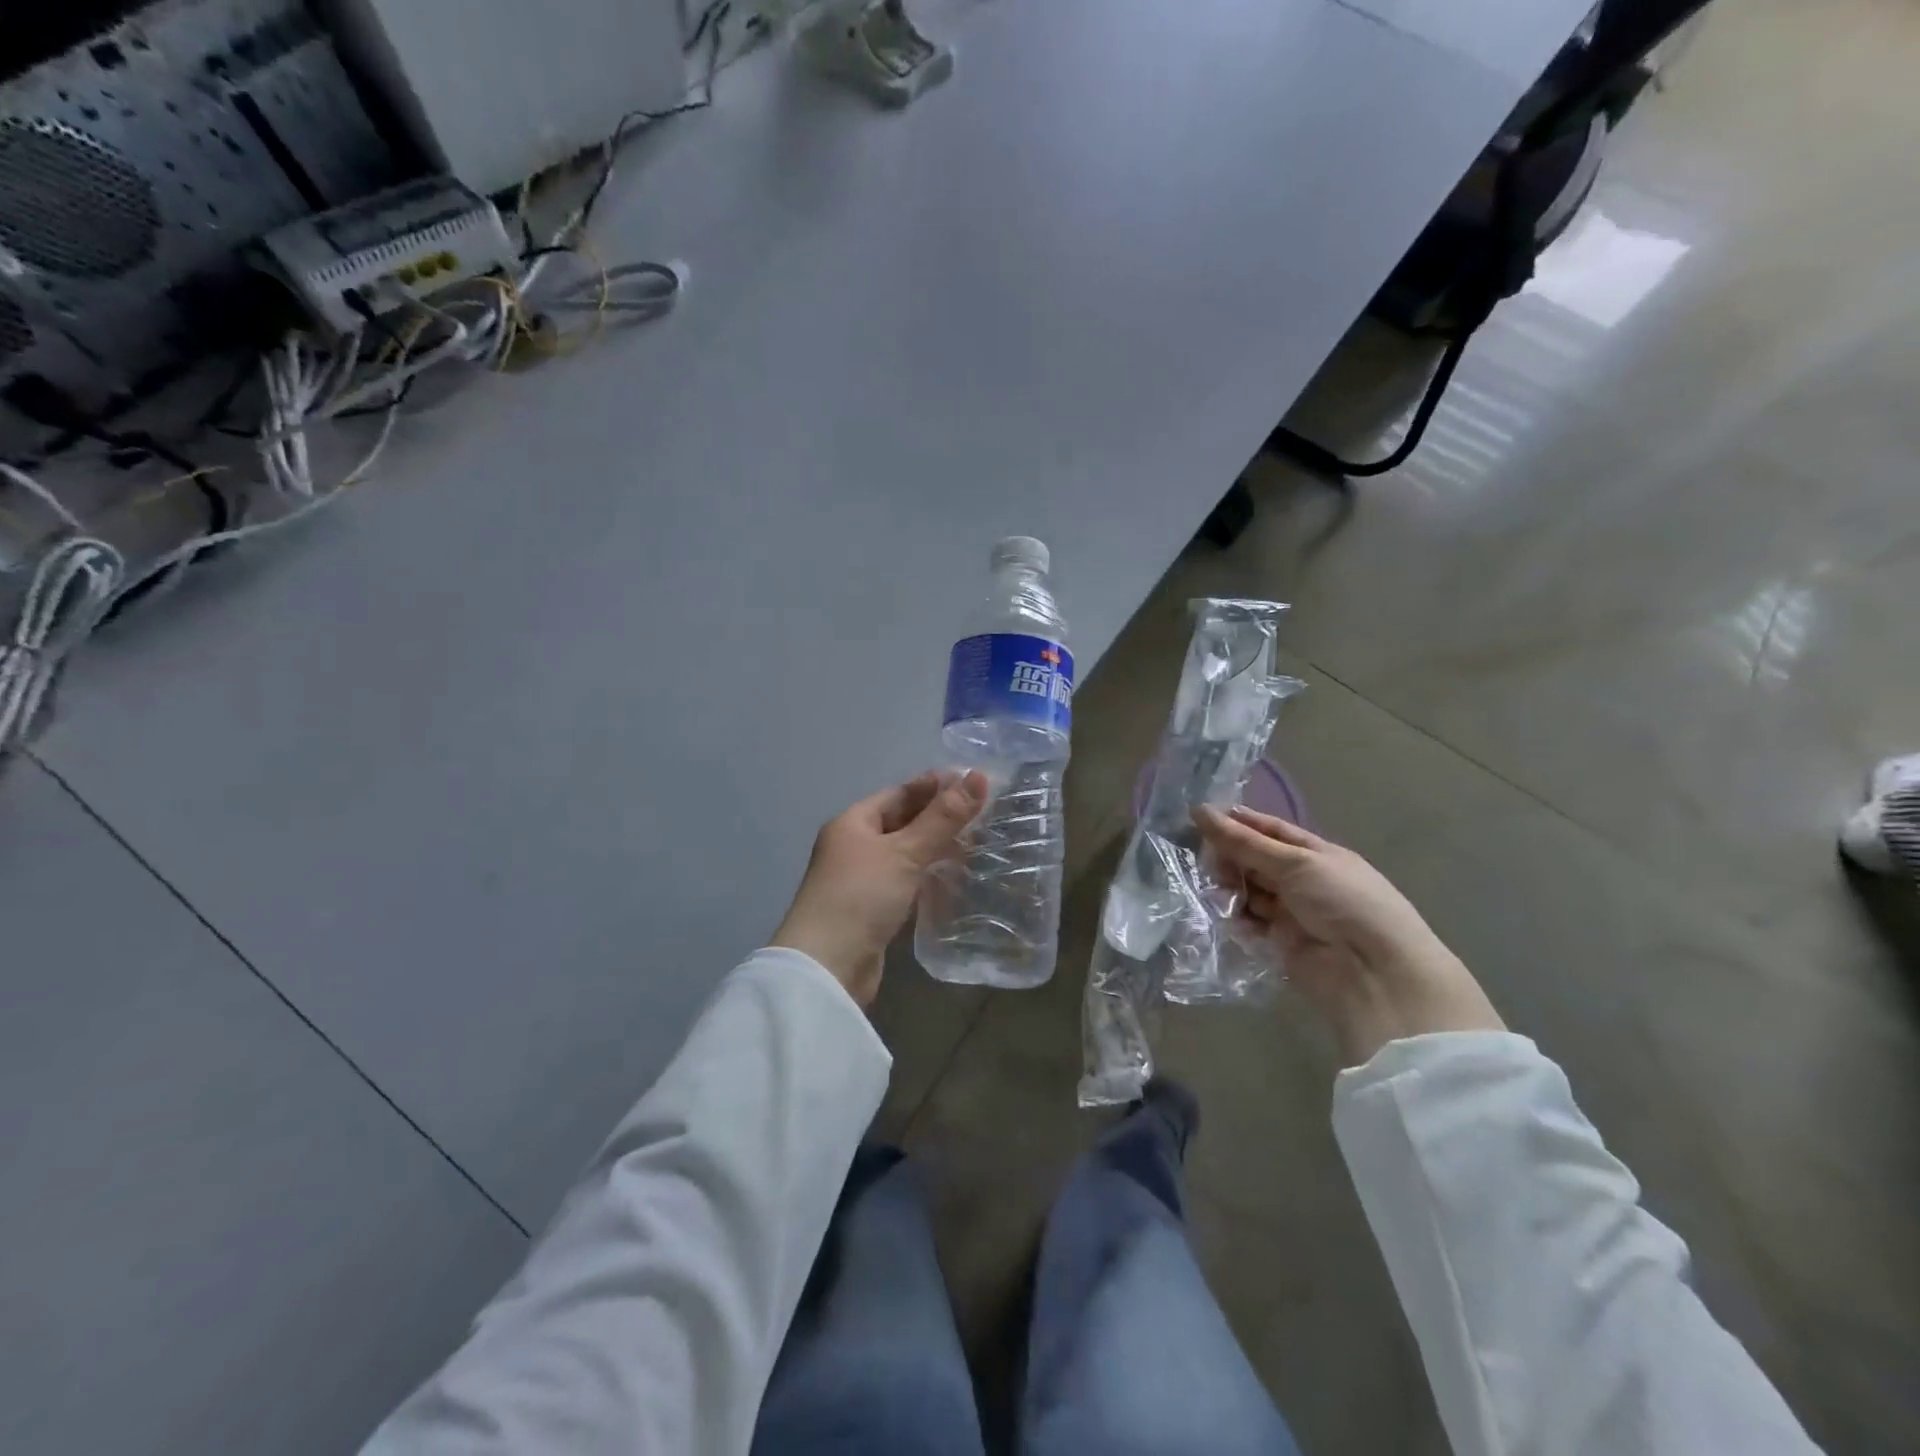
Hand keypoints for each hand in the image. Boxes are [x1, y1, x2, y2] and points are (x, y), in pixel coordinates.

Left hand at [772, 771, 987, 1005]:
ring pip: (906, 855)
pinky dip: (928, 878)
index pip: (899, 793)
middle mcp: (854, 847)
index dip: (935, 786)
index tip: (974, 783)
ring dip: (937, 849)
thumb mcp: (905, 851)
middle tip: (985, 814)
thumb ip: (943, 818)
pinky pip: (906, 883)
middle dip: (940, 818)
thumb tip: (979, 777)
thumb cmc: (861, 895)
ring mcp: (862, 881)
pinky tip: (955, 879)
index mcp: (853, 823)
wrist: (828, 967)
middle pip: (902, 822)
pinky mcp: (873, 911)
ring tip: (979, 845)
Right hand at [1195, 805, 1503, 1066]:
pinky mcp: (1279, 943)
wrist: (1373, 973)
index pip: (1270, 831)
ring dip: (1230, 888)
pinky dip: (1235, 918)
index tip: (1200, 817)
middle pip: (1255, 861)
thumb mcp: (1295, 863)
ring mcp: (1291, 913)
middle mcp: (1302, 880)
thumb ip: (1245, 842)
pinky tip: (1226, 915)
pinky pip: (1248, 923)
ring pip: (1248, 891)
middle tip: (1207, 860)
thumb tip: (1200, 811)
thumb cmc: (1343, 902)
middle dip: (1230, 857)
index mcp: (1316, 854)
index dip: (1239, 822)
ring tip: (1218, 890)